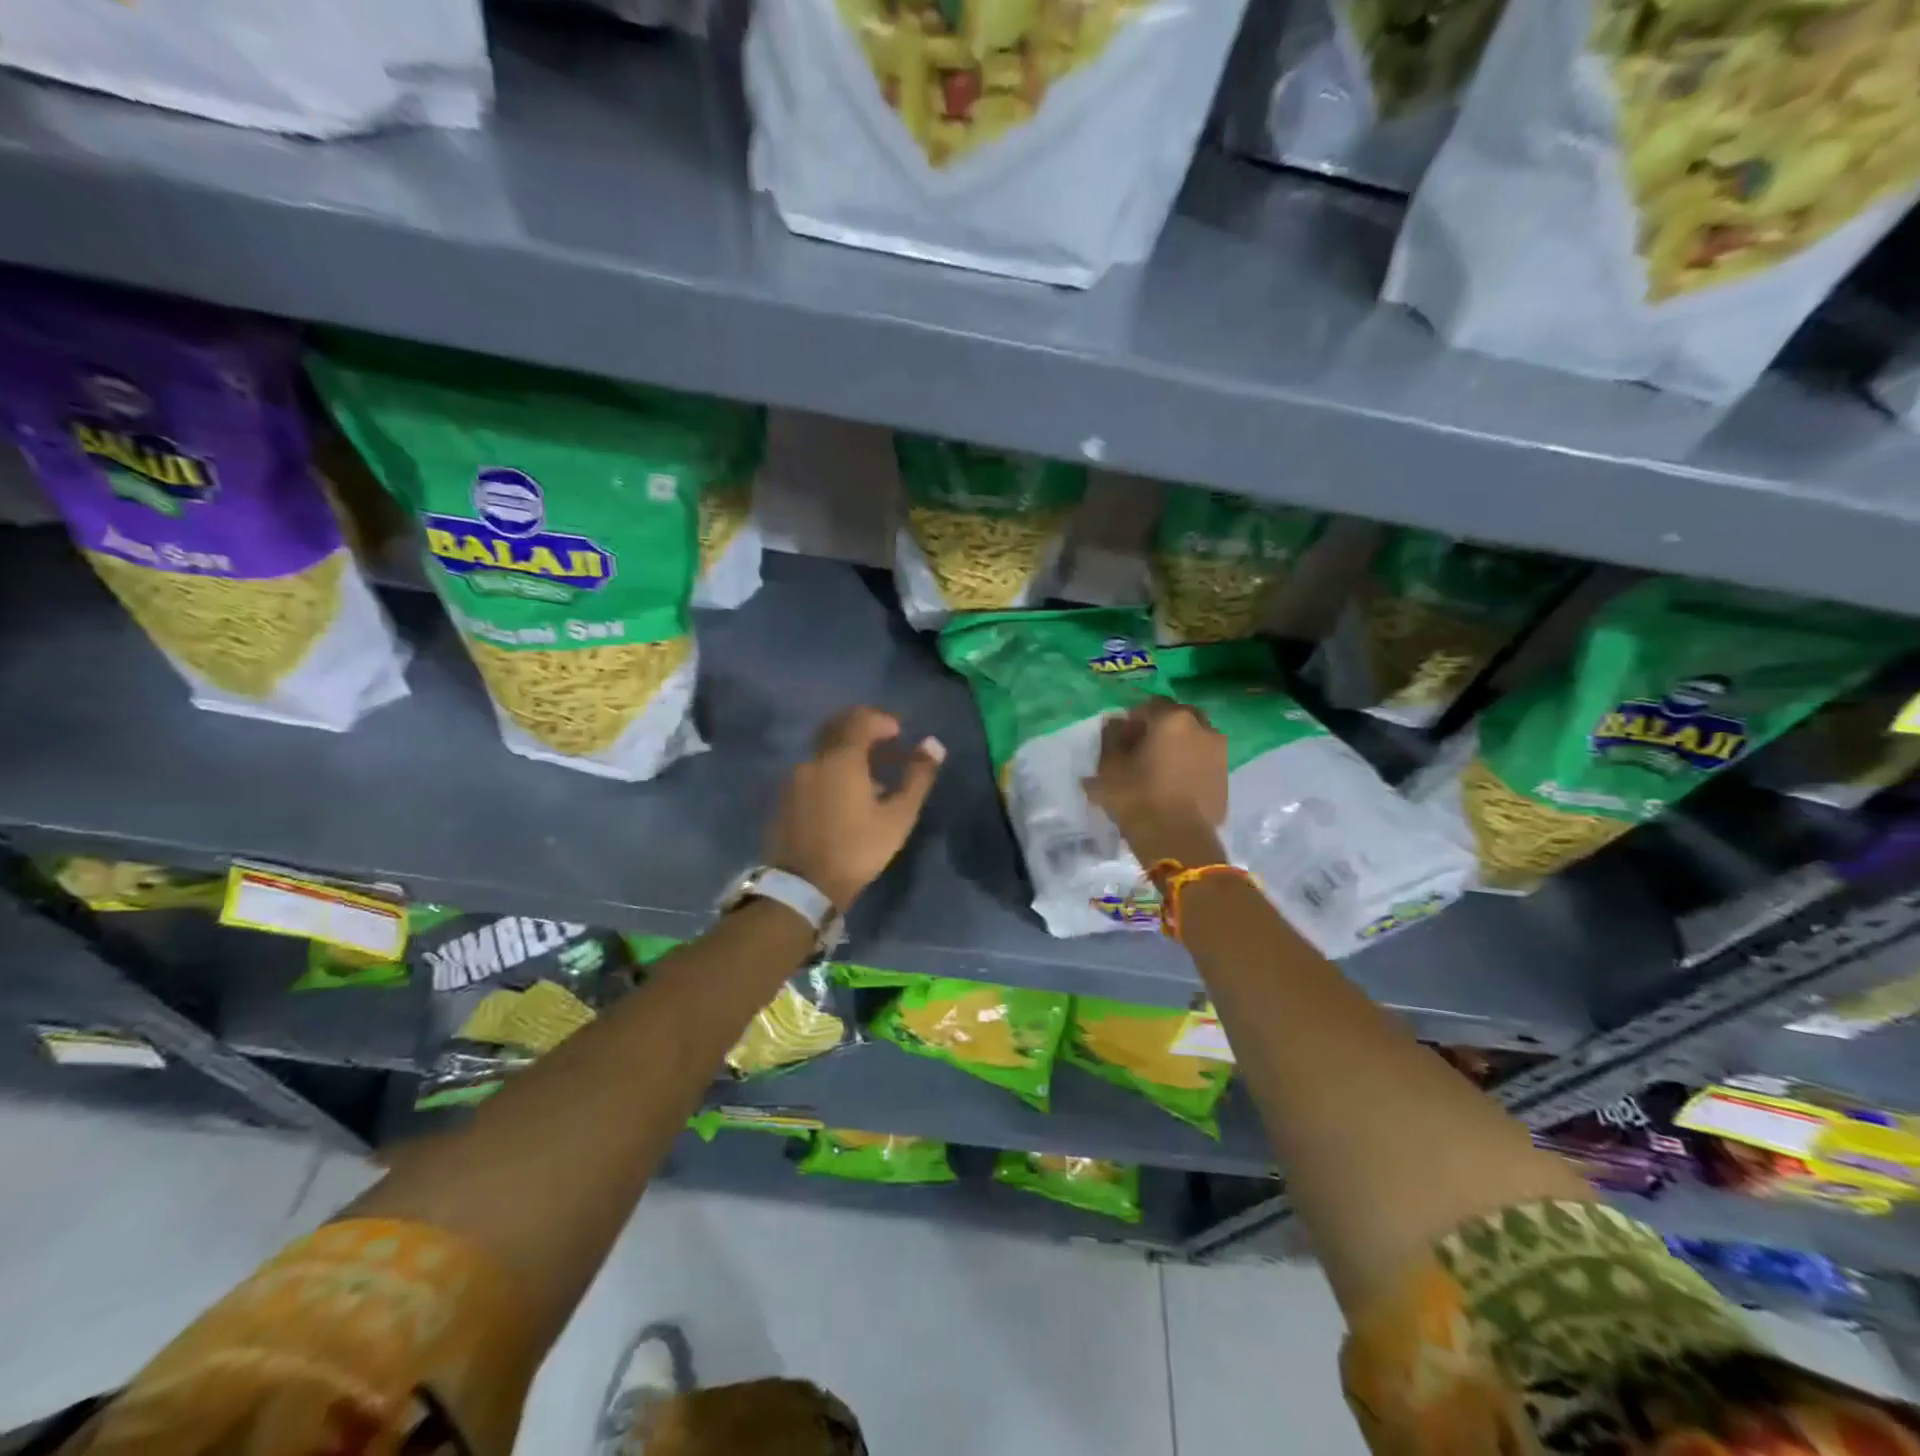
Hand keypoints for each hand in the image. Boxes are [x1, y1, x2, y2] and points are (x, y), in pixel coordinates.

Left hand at [766, 706, 944, 911]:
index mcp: (842, 758)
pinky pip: (811, 771)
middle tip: (885, 747)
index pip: (861, 720)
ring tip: (869, 778)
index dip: (882, 720)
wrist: (803, 886)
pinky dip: (831, 771)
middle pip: (837, 728)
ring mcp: (794, 778)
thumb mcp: (898, 817)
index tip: (899, 734)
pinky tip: (844, 796)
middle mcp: (814, 759)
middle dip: (863, 730)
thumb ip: (917, 777)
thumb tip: (934, 744)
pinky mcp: (784, 798)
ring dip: (847, 753)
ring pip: (824, 751)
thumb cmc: (857, 849)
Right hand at [1084, 698, 1227, 864]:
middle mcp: (1203, 727)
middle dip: (1158, 730)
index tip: (1118, 742)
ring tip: (1157, 771)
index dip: (1129, 723)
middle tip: (1139, 752)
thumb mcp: (1109, 767)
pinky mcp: (1226, 778)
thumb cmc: (1137, 797)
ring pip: (1192, 740)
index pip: (1146, 708)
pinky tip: (1173, 787)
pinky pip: (1202, 763)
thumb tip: (1115, 723)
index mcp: (1173, 718)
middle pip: (1175, 720)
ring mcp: (1220, 753)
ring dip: (1176, 748)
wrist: (1177, 840)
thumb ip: (1110, 738)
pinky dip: (1189, 767)